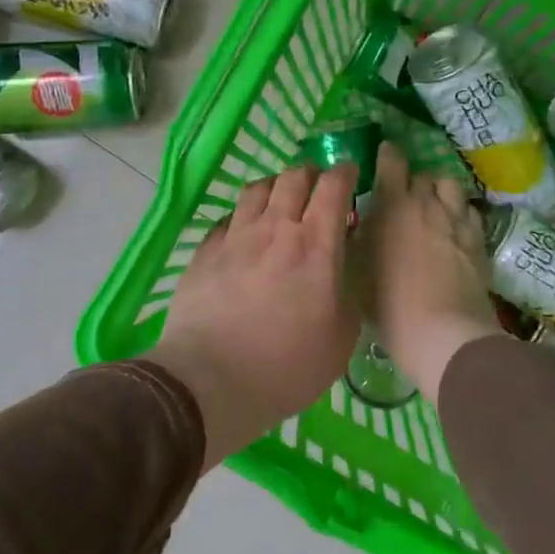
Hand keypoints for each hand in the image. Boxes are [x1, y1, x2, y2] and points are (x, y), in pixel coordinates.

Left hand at [147, 163, 359, 469]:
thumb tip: (339, 272)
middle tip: (317, 189)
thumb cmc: (287, 366)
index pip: (333, 187)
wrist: (210, 381)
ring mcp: (235, 237)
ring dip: (275, 188)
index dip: (344, 173)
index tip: (350, 174)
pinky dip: (243, 217)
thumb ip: (345, 292)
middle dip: (310, 174)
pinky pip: (228, 218)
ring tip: (279, 203)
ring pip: (257, 189)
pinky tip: (244, 234)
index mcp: (316, 245)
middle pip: (293, 177)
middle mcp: (275, 229)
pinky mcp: (204, 252)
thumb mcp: (341, 337)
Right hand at [361, 143, 498, 403]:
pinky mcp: (480, 240)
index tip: (383, 156)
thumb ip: (355, 239)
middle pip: (423, 175)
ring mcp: (458, 220)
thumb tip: (357, 223)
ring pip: (451, 187)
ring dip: (439, 192)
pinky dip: (460, 214)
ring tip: (433, 208)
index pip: (392, 160)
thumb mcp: (355, 270)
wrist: (444, 333)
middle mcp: (428, 203)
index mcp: (393, 204)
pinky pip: (470, 212)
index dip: (387, 154)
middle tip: (402, 198)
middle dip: (412, 181)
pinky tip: (454, 230)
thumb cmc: (388, 304)